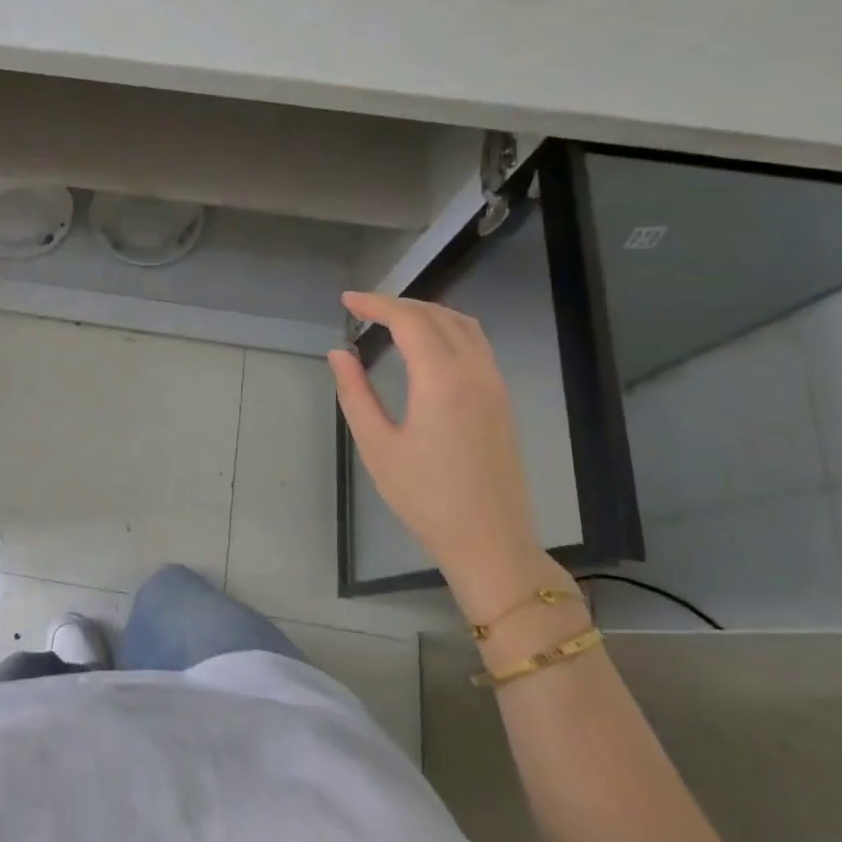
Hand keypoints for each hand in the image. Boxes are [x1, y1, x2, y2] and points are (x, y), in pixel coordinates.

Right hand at [328, 293, 552, 610]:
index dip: (376, 304)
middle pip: (438, 315)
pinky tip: (426, 345)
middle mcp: (475, 372)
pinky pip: (476, 344)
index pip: (409, 320)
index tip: (346, 301)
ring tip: (391, 319)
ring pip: (463, 326)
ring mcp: (495, 384)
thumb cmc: (425, 497)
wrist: (489, 539)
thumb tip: (339, 353)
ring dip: (426, 313)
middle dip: (398, 304)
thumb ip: (355, 393)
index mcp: (442, 380)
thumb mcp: (377, 446)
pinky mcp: (502, 400)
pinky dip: (447, 329)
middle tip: (362, 309)